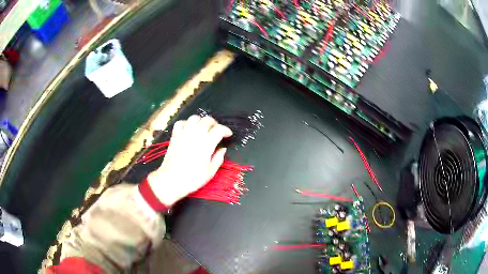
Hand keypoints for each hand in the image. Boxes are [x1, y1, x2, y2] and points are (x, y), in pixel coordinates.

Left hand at [147, 115, 232, 205]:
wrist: (172, 180)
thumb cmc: (193, 178)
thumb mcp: (210, 171)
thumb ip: (218, 158)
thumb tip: (222, 149)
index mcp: (207, 143)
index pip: (219, 129)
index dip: (226, 130)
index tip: (228, 135)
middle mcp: (195, 135)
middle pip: (207, 120)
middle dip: (215, 124)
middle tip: (217, 131)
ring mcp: (184, 134)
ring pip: (194, 118)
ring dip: (201, 121)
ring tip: (203, 128)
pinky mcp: (175, 136)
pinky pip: (181, 123)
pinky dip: (187, 123)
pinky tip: (189, 129)